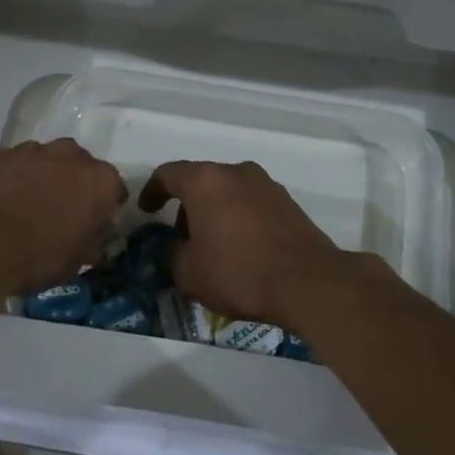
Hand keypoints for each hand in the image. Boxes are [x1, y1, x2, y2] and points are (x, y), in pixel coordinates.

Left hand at [0, 140, 126, 295]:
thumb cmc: (37, 255)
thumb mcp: (75, 263)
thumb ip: (90, 244)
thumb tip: (94, 241)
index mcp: (99, 181)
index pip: (114, 190)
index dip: (104, 208)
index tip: (92, 225)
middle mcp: (70, 155)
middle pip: (79, 167)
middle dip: (72, 185)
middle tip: (57, 214)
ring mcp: (31, 149)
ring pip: (44, 161)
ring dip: (40, 178)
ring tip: (22, 208)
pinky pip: (11, 164)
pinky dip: (9, 178)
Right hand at [139, 160, 370, 333]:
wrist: (307, 282)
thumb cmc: (238, 272)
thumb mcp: (188, 273)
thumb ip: (170, 254)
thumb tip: (171, 248)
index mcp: (205, 180)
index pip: (168, 174)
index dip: (152, 191)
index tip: (147, 210)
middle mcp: (236, 172)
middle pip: (201, 181)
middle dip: (187, 206)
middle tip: (182, 238)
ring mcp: (266, 184)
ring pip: (228, 191)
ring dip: (215, 211)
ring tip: (214, 247)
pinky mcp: (288, 202)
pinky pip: (251, 203)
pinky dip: (239, 218)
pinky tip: (242, 249)